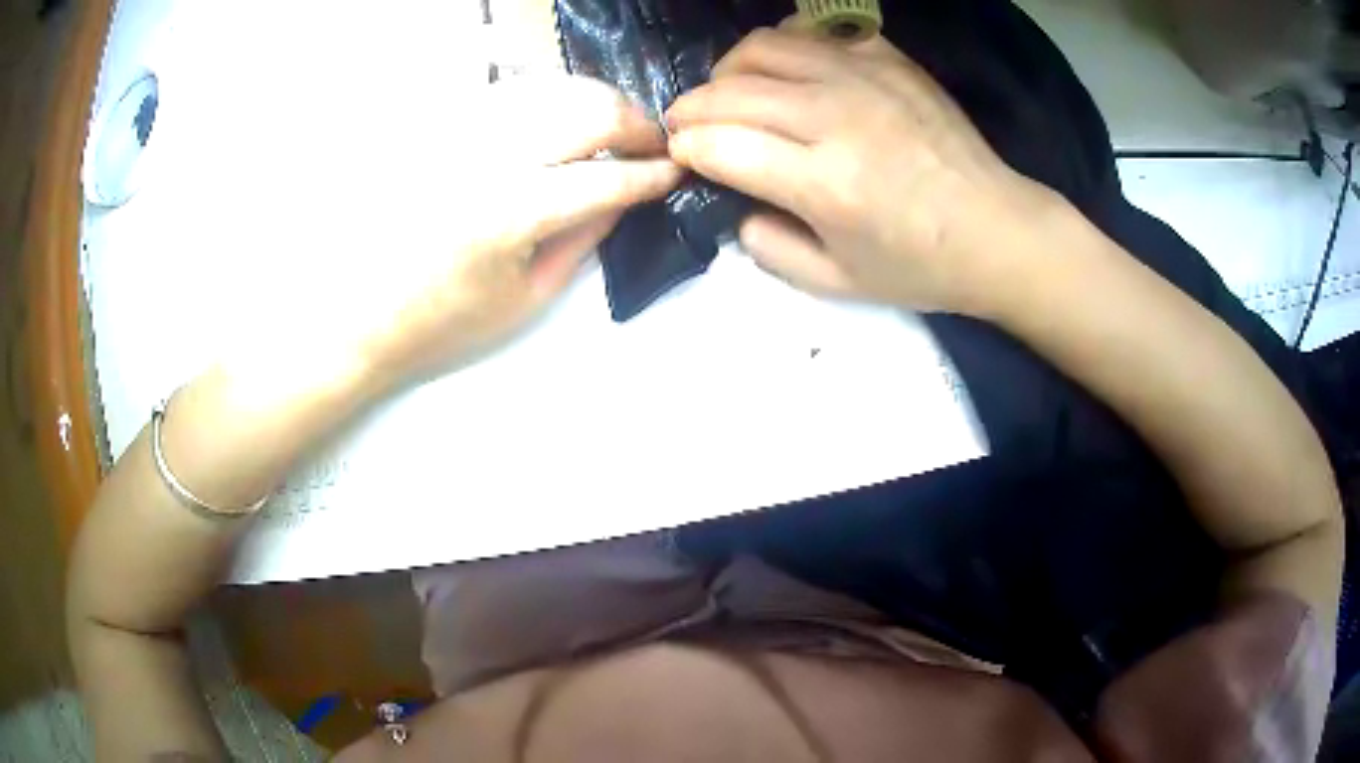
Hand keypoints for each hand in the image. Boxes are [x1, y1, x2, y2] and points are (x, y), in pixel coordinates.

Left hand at [355, 76, 681, 389]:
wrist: (362, 315)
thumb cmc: (444, 323)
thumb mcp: (526, 297)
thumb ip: (584, 239)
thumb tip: (626, 197)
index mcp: (510, 215)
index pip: (604, 179)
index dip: (651, 174)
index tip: (676, 172)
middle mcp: (487, 158)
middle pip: (586, 111)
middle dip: (635, 123)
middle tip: (652, 144)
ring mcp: (459, 135)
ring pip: (552, 88)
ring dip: (596, 103)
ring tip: (613, 130)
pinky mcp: (439, 128)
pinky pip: (510, 93)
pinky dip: (550, 98)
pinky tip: (561, 120)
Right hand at [665, 27, 1056, 314]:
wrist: (996, 229)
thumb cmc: (920, 265)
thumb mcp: (838, 284)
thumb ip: (770, 249)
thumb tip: (735, 204)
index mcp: (824, 184)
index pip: (720, 146)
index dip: (686, 148)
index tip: (682, 154)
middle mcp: (837, 118)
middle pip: (731, 91)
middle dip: (692, 108)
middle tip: (689, 124)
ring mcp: (865, 79)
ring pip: (764, 48)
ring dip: (729, 70)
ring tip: (731, 92)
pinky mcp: (889, 61)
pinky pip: (815, 33)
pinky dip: (786, 47)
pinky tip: (789, 72)